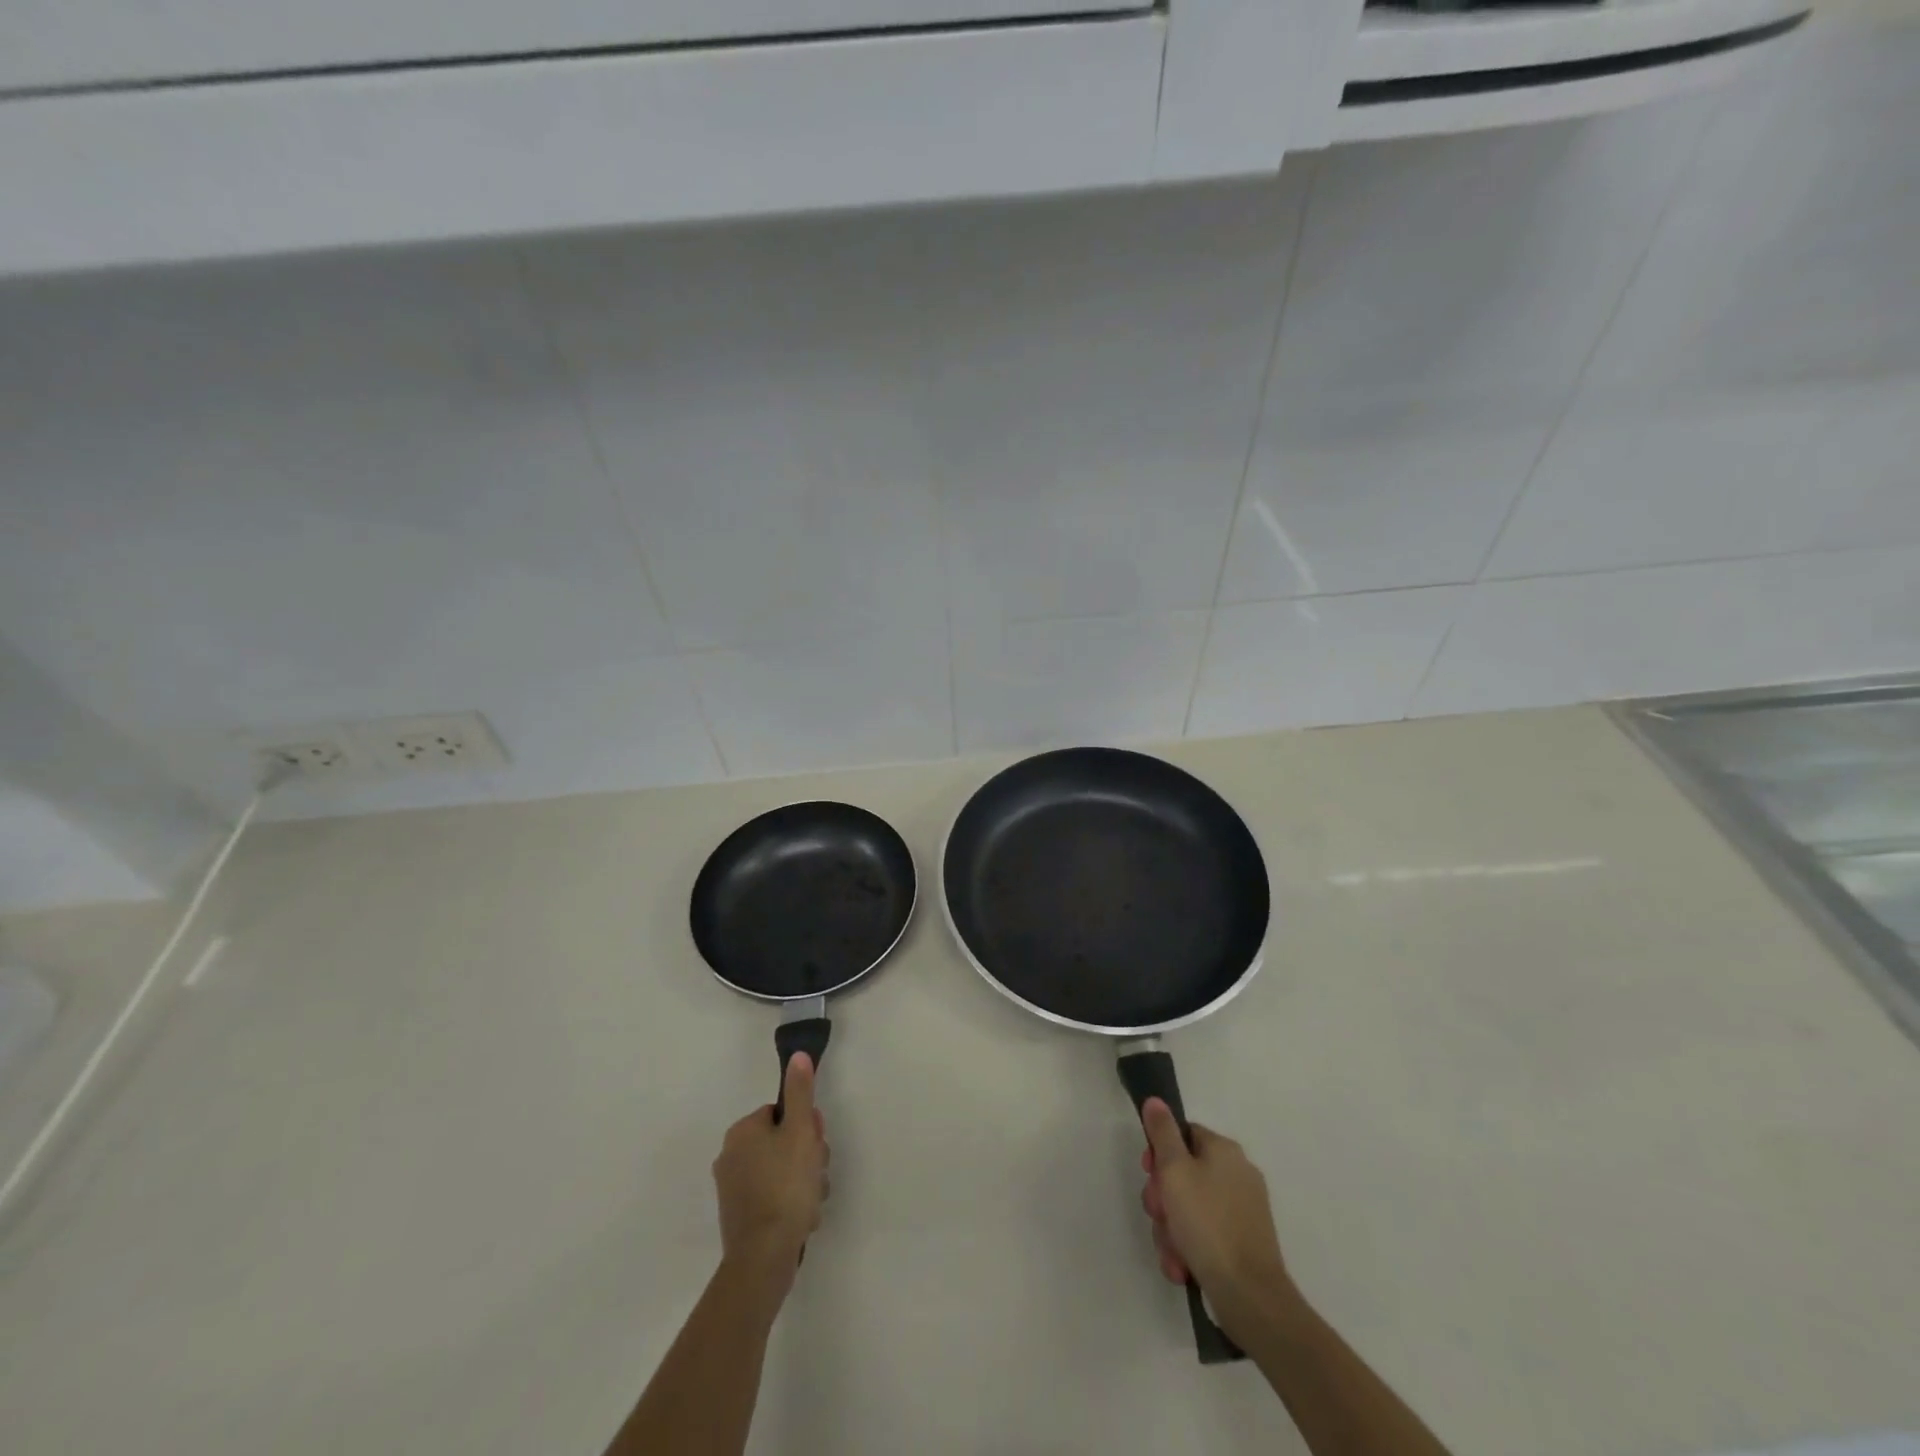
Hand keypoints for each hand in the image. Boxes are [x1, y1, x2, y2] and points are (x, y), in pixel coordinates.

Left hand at [712, 1054, 829, 1285]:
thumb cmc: (785, 1186)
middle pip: (783, 1142)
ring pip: (782, 1171)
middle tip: (817, 1174)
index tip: (817, 1144)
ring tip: (813, 1201)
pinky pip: (773, 1197)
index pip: (782, 1113)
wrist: (763, 1258)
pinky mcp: (740, 1217)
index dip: (806, 1127)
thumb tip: (797, 1056)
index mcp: (742, 1131)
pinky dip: (790, 1204)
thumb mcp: (800, 1132)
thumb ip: (800, 1092)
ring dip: (804, 1182)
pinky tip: (803, 1218)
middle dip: (808, 1156)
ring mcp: (733, 1189)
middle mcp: (731, 1155)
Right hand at [1139, 1098, 1292, 1325]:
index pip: (1183, 1134)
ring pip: (1189, 1208)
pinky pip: (1205, 1235)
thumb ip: (1162, 1133)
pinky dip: (1189, 1248)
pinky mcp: (1243, 1243)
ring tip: (1172, 1252)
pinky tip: (1182, 1267)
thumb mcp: (1175, 1171)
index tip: (1149, 1173)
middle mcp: (1237, 1174)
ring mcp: (1242, 1211)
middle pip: (1183, 1174)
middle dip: (1163, 1198)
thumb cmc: (1207, 1223)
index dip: (1159, 1152)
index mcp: (1224, 1151)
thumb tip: (1156, 1100)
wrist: (1249, 1296)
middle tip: (1157, 1215)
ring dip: (1171, 1230)